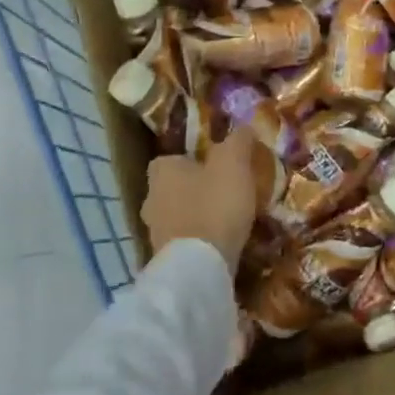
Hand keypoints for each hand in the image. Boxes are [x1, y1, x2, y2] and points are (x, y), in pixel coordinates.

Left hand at [141, 128, 256, 274]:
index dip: (192, 160)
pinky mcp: (164, 260)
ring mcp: (154, 233)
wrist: (200, 267)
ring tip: (226, 219)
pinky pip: (183, 242)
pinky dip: (197, 240)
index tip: (215, 166)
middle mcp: (150, 199)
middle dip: (193, 189)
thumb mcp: (234, 163)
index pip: (170, 159)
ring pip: (176, 216)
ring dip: (196, 216)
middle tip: (224, 191)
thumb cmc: (215, 205)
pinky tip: (219, 243)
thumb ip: (238, 141)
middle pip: (171, 188)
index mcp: (161, 172)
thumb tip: (244, 127)